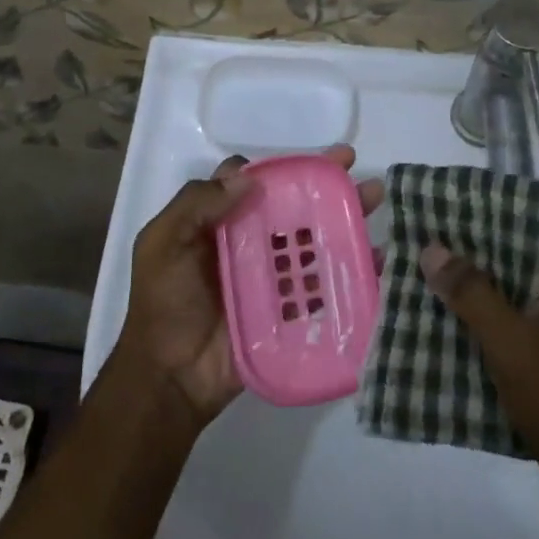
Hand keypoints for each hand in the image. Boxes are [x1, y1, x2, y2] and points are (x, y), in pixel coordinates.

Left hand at [115, 146, 385, 429]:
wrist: (171, 379)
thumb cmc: (164, 304)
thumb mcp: (162, 243)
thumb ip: (197, 204)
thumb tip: (248, 178)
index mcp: (217, 222)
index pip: (253, 183)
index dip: (280, 168)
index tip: (311, 160)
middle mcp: (248, 242)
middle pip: (291, 206)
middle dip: (325, 184)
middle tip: (354, 167)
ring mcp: (271, 277)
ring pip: (312, 239)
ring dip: (344, 217)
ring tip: (376, 199)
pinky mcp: (289, 309)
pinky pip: (322, 284)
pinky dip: (350, 269)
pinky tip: (376, 257)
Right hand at [420, 234, 538, 537]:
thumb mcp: (511, 343)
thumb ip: (471, 292)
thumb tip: (433, 247)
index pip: (525, 230)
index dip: (480, 221)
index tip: (435, 218)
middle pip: (519, 267)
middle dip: (469, 265)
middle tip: (418, 257)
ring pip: (519, 306)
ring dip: (477, 303)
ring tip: (424, 295)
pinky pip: (525, 339)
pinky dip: (493, 336)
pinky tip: (454, 343)